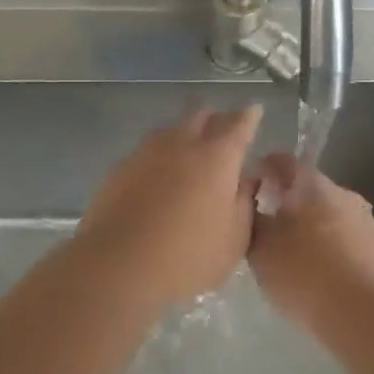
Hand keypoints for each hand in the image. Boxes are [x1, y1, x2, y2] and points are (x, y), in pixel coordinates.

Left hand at [76, 106, 262, 308]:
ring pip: (172, 129)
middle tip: (222, 129)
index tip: (255, 110)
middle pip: (201, 115)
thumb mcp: (235, 238)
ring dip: (185, 133)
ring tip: (190, 149)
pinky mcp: (121, 167)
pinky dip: (160, 156)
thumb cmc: (188, 255)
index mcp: (217, 157)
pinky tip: (159, 174)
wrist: (118, 264)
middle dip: (215, 118)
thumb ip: (245, 201)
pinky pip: (148, 150)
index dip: (250, 116)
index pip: (239, 125)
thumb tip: (246, 178)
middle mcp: (183, 143)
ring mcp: (148, 152)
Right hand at [248, 155, 373, 337]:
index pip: (280, 161)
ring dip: (307, 226)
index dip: (261, 171)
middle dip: (285, 202)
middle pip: (305, 187)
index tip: (247, 192)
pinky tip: (315, 272)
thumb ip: (252, 221)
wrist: (363, 315)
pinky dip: (326, 246)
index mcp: (310, 182)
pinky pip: (342, 237)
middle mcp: (340, 191)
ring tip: (289, 255)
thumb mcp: (260, 249)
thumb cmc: (303, 273)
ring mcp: (362, 218)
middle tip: (264, 227)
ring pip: (325, 213)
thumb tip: (254, 207)